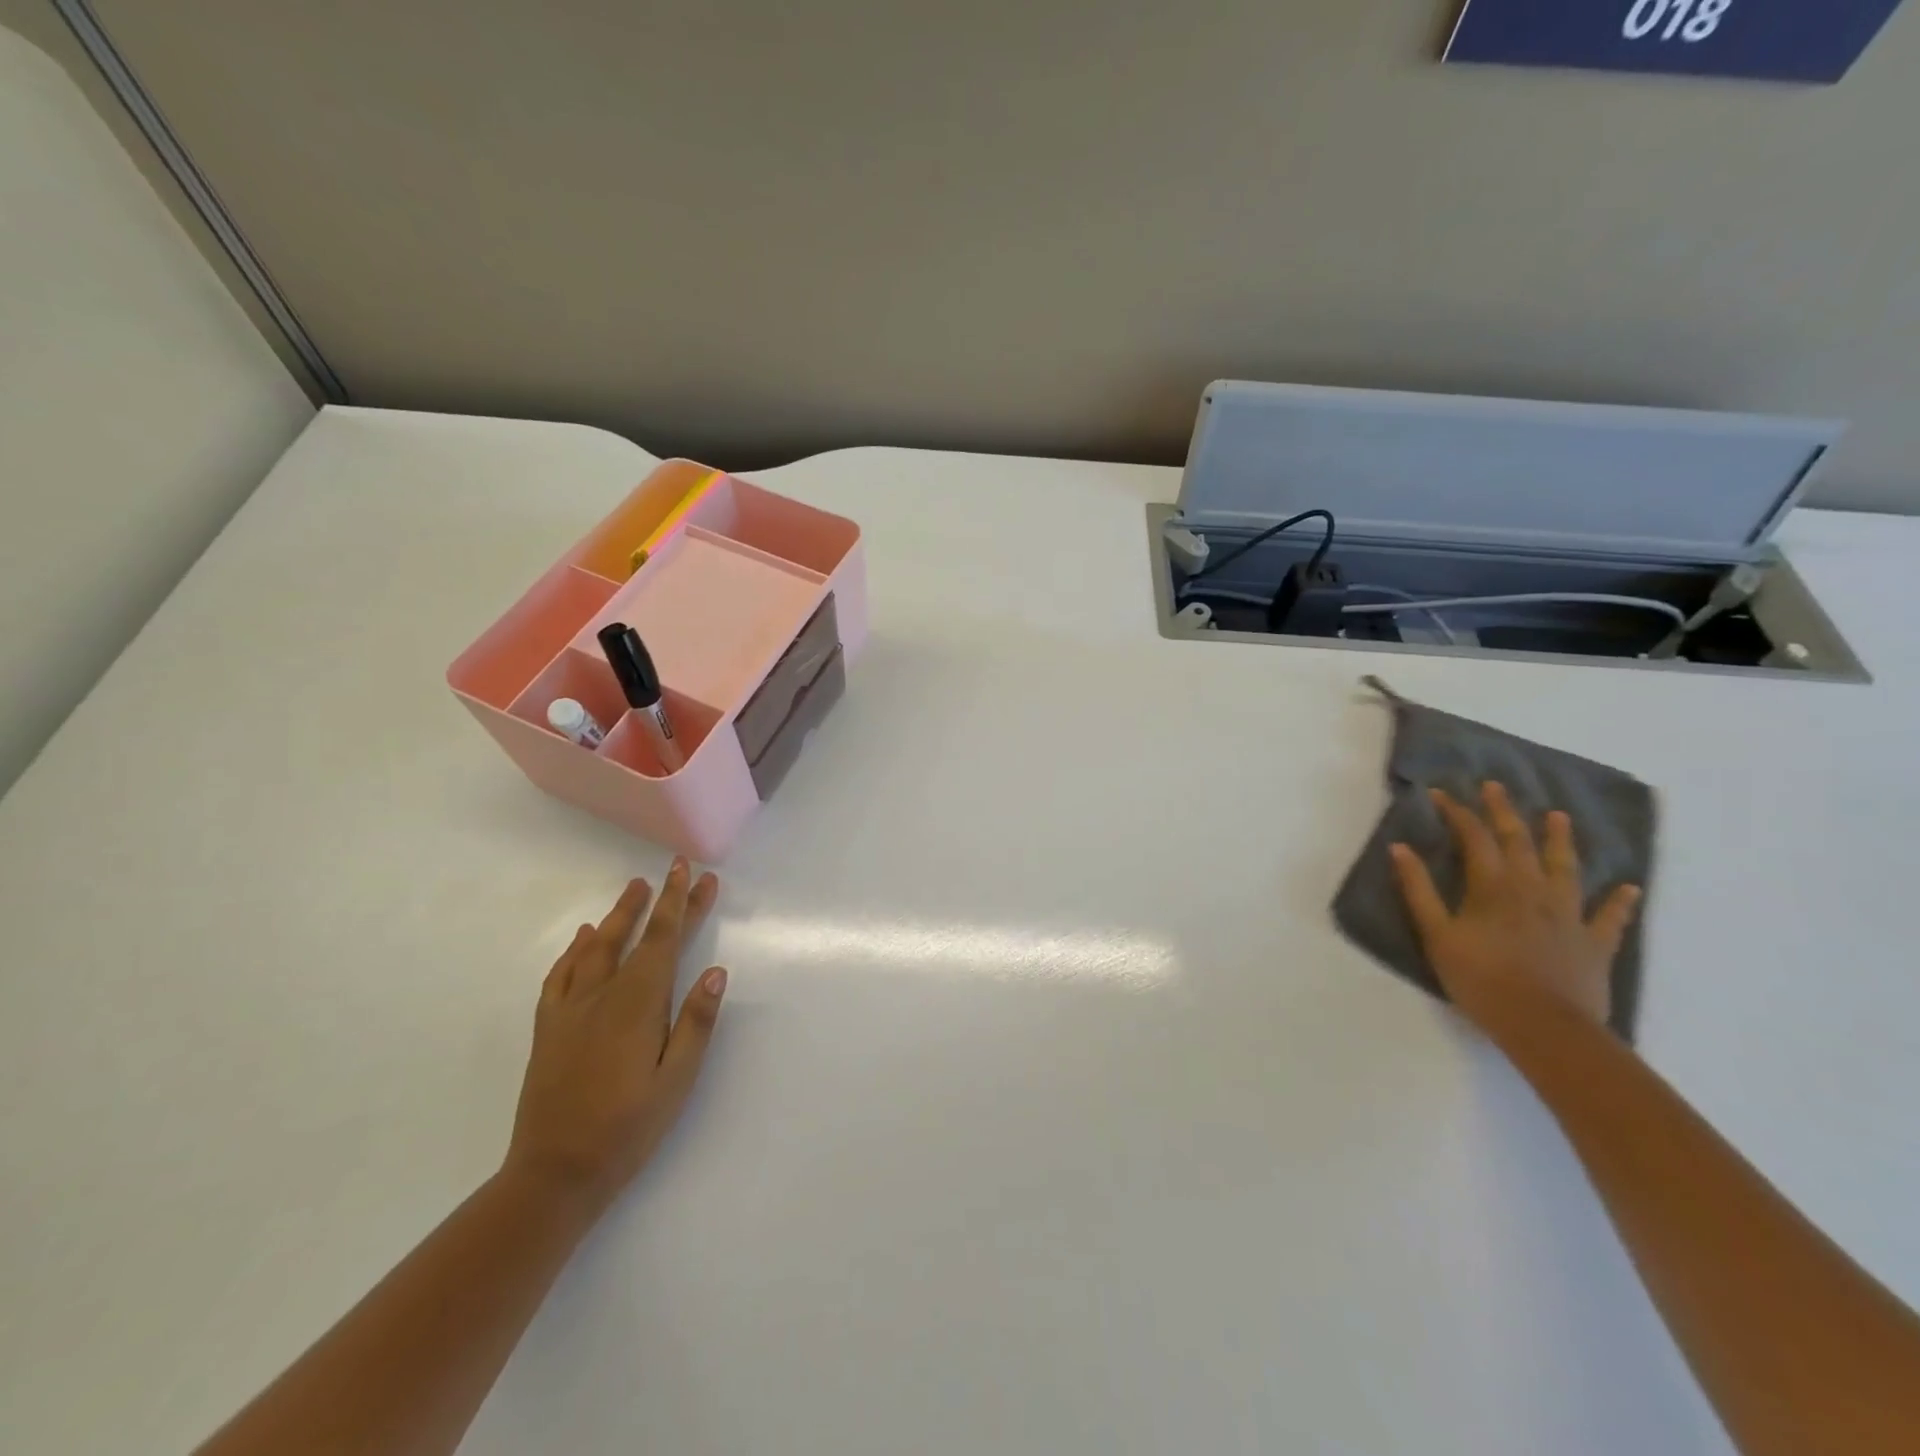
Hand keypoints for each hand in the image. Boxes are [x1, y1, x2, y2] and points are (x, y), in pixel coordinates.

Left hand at [504, 858, 726, 1206]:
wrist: (554, 1173)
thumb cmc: (628, 1128)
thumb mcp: (677, 1081)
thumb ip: (696, 1023)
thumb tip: (715, 972)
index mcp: (638, 1004)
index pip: (664, 940)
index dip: (681, 903)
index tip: (694, 873)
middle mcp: (603, 995)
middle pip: (635, 936)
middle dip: (658, 900)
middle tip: (673, 869)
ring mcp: (570, 1009)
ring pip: (596, 947)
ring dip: (619, 914)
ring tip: (634, 889)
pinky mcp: (549, 1028)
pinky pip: (561, 974)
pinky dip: (576, 949)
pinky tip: (585, 938)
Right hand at [1389, 782, 1641, 1030]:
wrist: (1544, 1026)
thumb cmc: (1480, 979)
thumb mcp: (1436, 934)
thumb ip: (1418, 889)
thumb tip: (1400, 848)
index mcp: (1494, 887)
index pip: (1475, 838)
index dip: (1458, 813)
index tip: (1442, 794)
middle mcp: (1533, 890)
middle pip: (1520, 842)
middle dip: (1505, 812)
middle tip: (1496, 787)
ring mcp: (1569, 915)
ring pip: (1566, 868)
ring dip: (1560, 840)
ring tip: (1559, 816)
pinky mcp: (1594, 942)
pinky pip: (1610, 916)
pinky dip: (1620, 900)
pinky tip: (1629, 887)